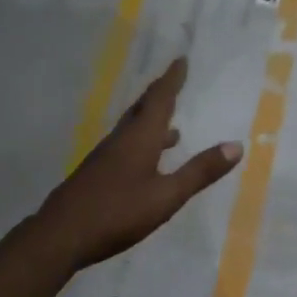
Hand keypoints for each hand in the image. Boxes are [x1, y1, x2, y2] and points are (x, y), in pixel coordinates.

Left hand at [36, 58, 242, 269]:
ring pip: (132, 131)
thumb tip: (236, 146)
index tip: (180, 60)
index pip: (159, 100)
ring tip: (173, 131)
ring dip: (152, 123)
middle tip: (174, 83)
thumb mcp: (167, 195)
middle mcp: (121, 141)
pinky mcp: (96, 175)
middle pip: (142, 110)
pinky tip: (146, 164)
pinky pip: (125, 148)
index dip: (172, 80)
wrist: (60, 236)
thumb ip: (200, 172)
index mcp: (139, 138)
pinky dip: (142, 145)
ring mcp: (105, 158)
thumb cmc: (118, 212)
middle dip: (160, 95)